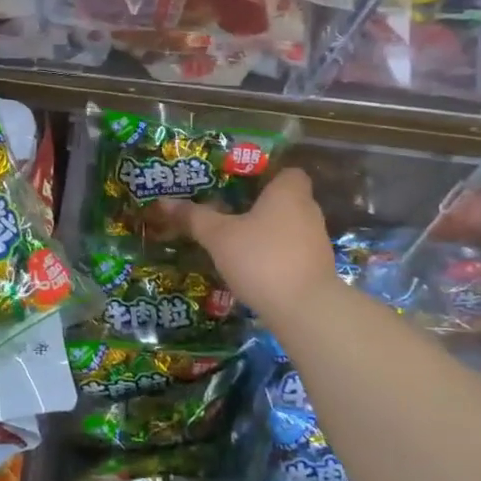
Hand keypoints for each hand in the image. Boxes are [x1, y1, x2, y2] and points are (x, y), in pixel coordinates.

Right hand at [162, 168, 339, 329]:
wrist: (305, 309)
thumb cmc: (261, 258)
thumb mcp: (219, 237)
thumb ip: (194, 218)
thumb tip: (164, 202)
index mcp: (288, 192)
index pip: (288, 171)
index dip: (268, 176)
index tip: (242, 186)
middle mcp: (308, 211)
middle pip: (285, 200)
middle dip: (261, 207)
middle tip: (229, 214)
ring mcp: (316, 242)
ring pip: (288, 228)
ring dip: (267, 234)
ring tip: (237, 244)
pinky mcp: (317, 269)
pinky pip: (292, 253)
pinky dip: (276, 257)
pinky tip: (253, 270)